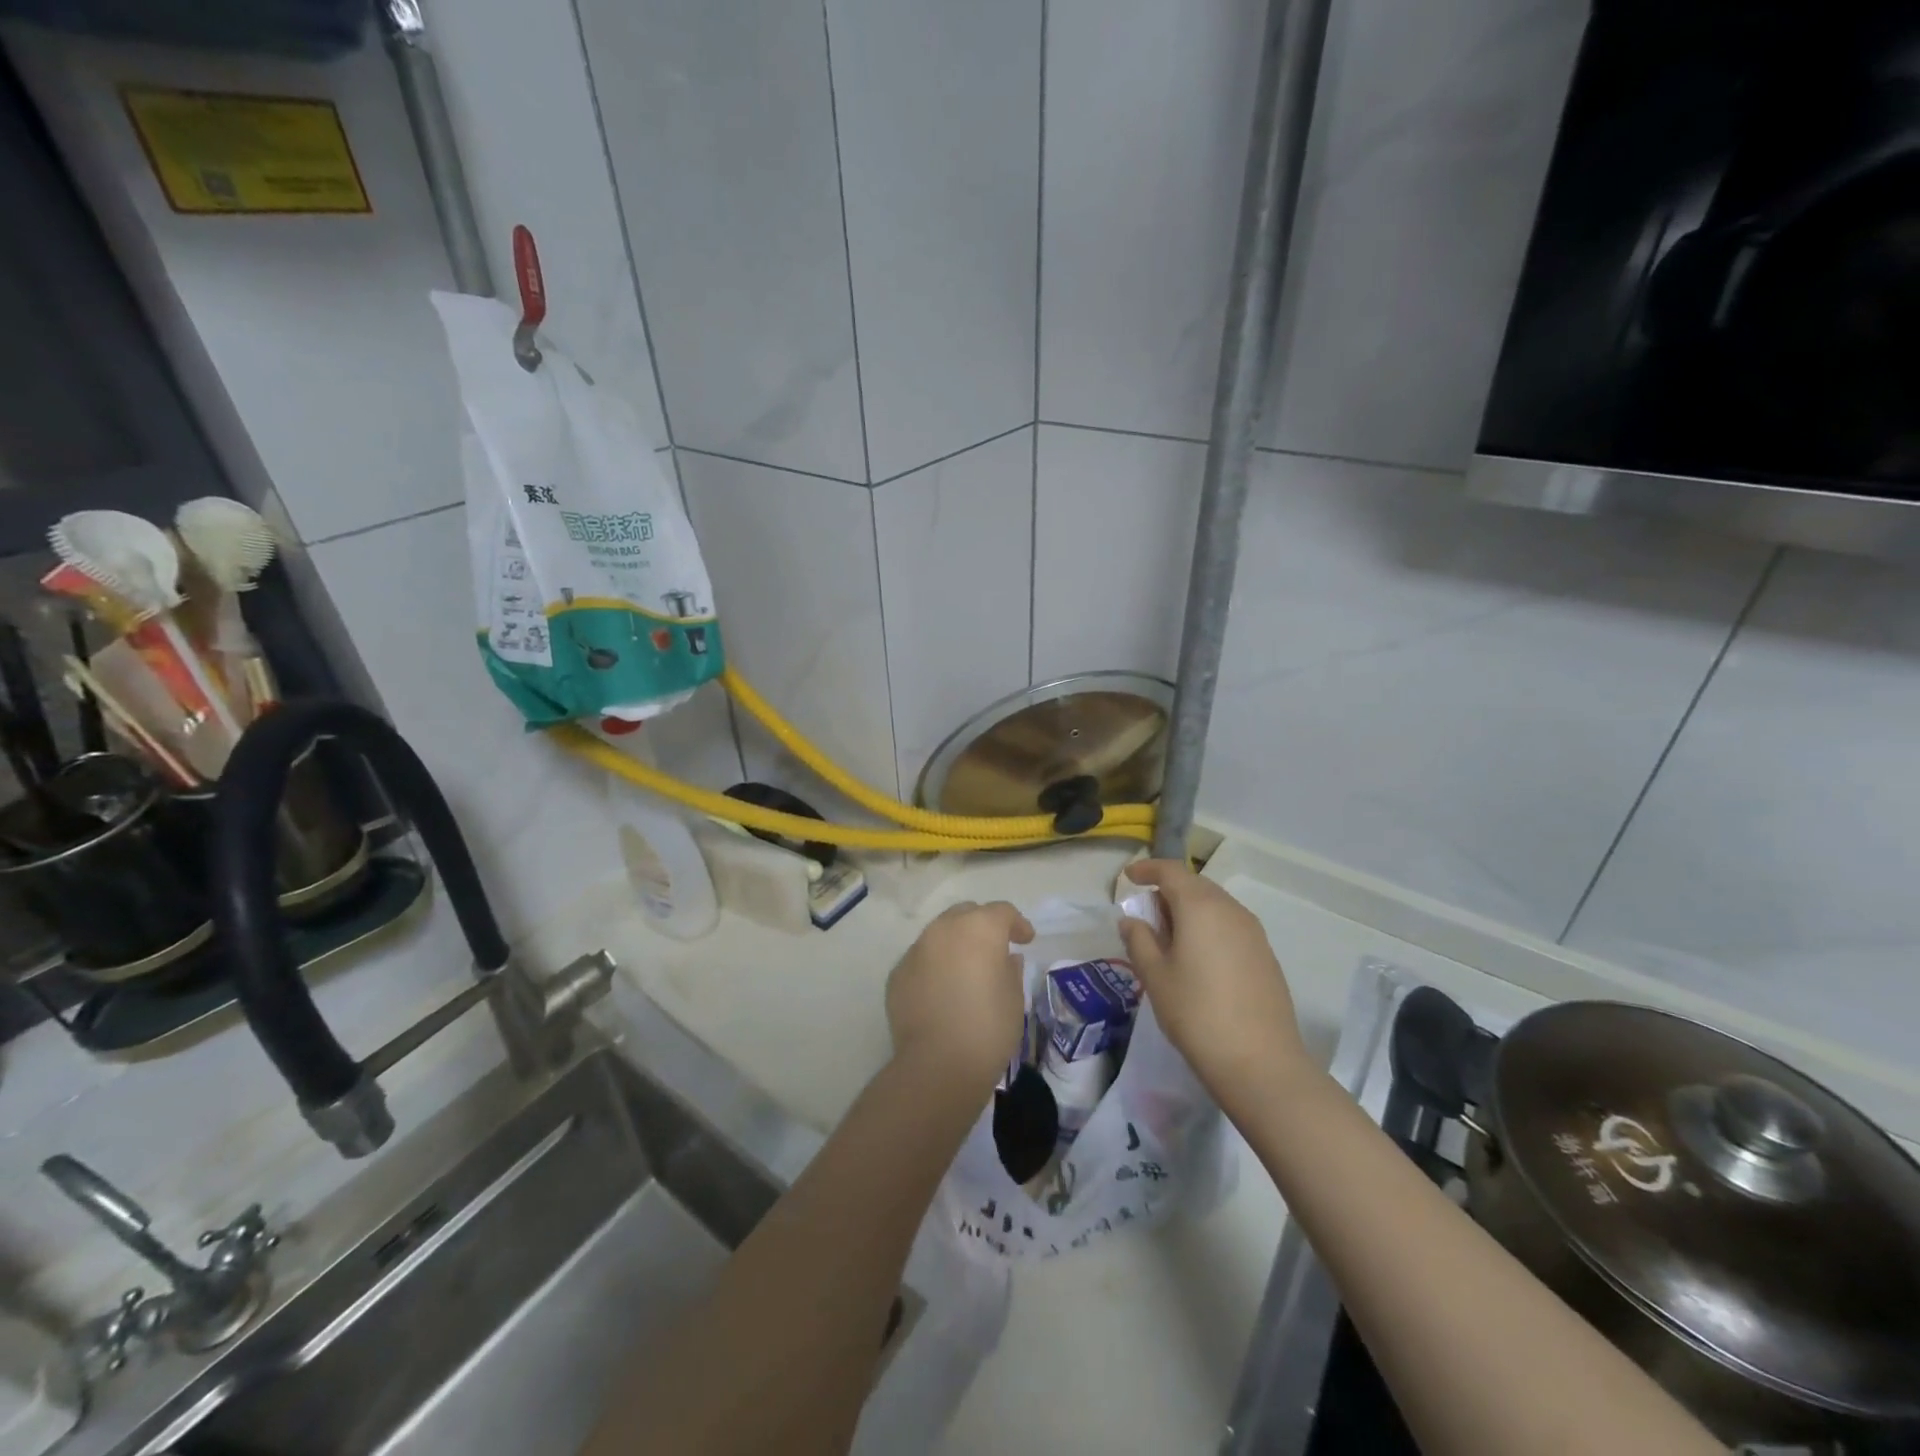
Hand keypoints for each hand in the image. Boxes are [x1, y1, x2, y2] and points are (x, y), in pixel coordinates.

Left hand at [886, 900, 1033, 1089]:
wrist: (938, 1064)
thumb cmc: (988, 1028)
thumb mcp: (1015, 999)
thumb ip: (1011, 970)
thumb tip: (1006, 959)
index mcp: (979, 928)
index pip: (1002, 912)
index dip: (1017, 924)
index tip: (1026, 941)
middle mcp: (944, 929)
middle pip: (966, 914)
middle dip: (982, 925)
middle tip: (995, 949)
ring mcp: (916, 949)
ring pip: (940, 934)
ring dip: (955, 944)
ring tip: (966, 970)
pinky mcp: (898, 973)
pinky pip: (921, 959)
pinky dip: (934, 966)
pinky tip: (941, 991)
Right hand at [1119, 860, 1307, 1105]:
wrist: (1260, 1062)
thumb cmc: (1197, 1013)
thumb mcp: (1155, 976)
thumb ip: (1139, 940)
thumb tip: (1132, 920)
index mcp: (1200, 907)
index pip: (1170, 871)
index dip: (1147, 869)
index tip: (1128, 877)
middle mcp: (1230, 909)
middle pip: (1195, 885)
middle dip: (1167, 890)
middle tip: (1145, 913)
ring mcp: (1253, 932)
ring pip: (1214, 904)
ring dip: (1189, 909)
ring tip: (1169, 937)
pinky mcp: (1265, 954)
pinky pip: (1229, 925)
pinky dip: (1208, 927)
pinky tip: (1198, 956)